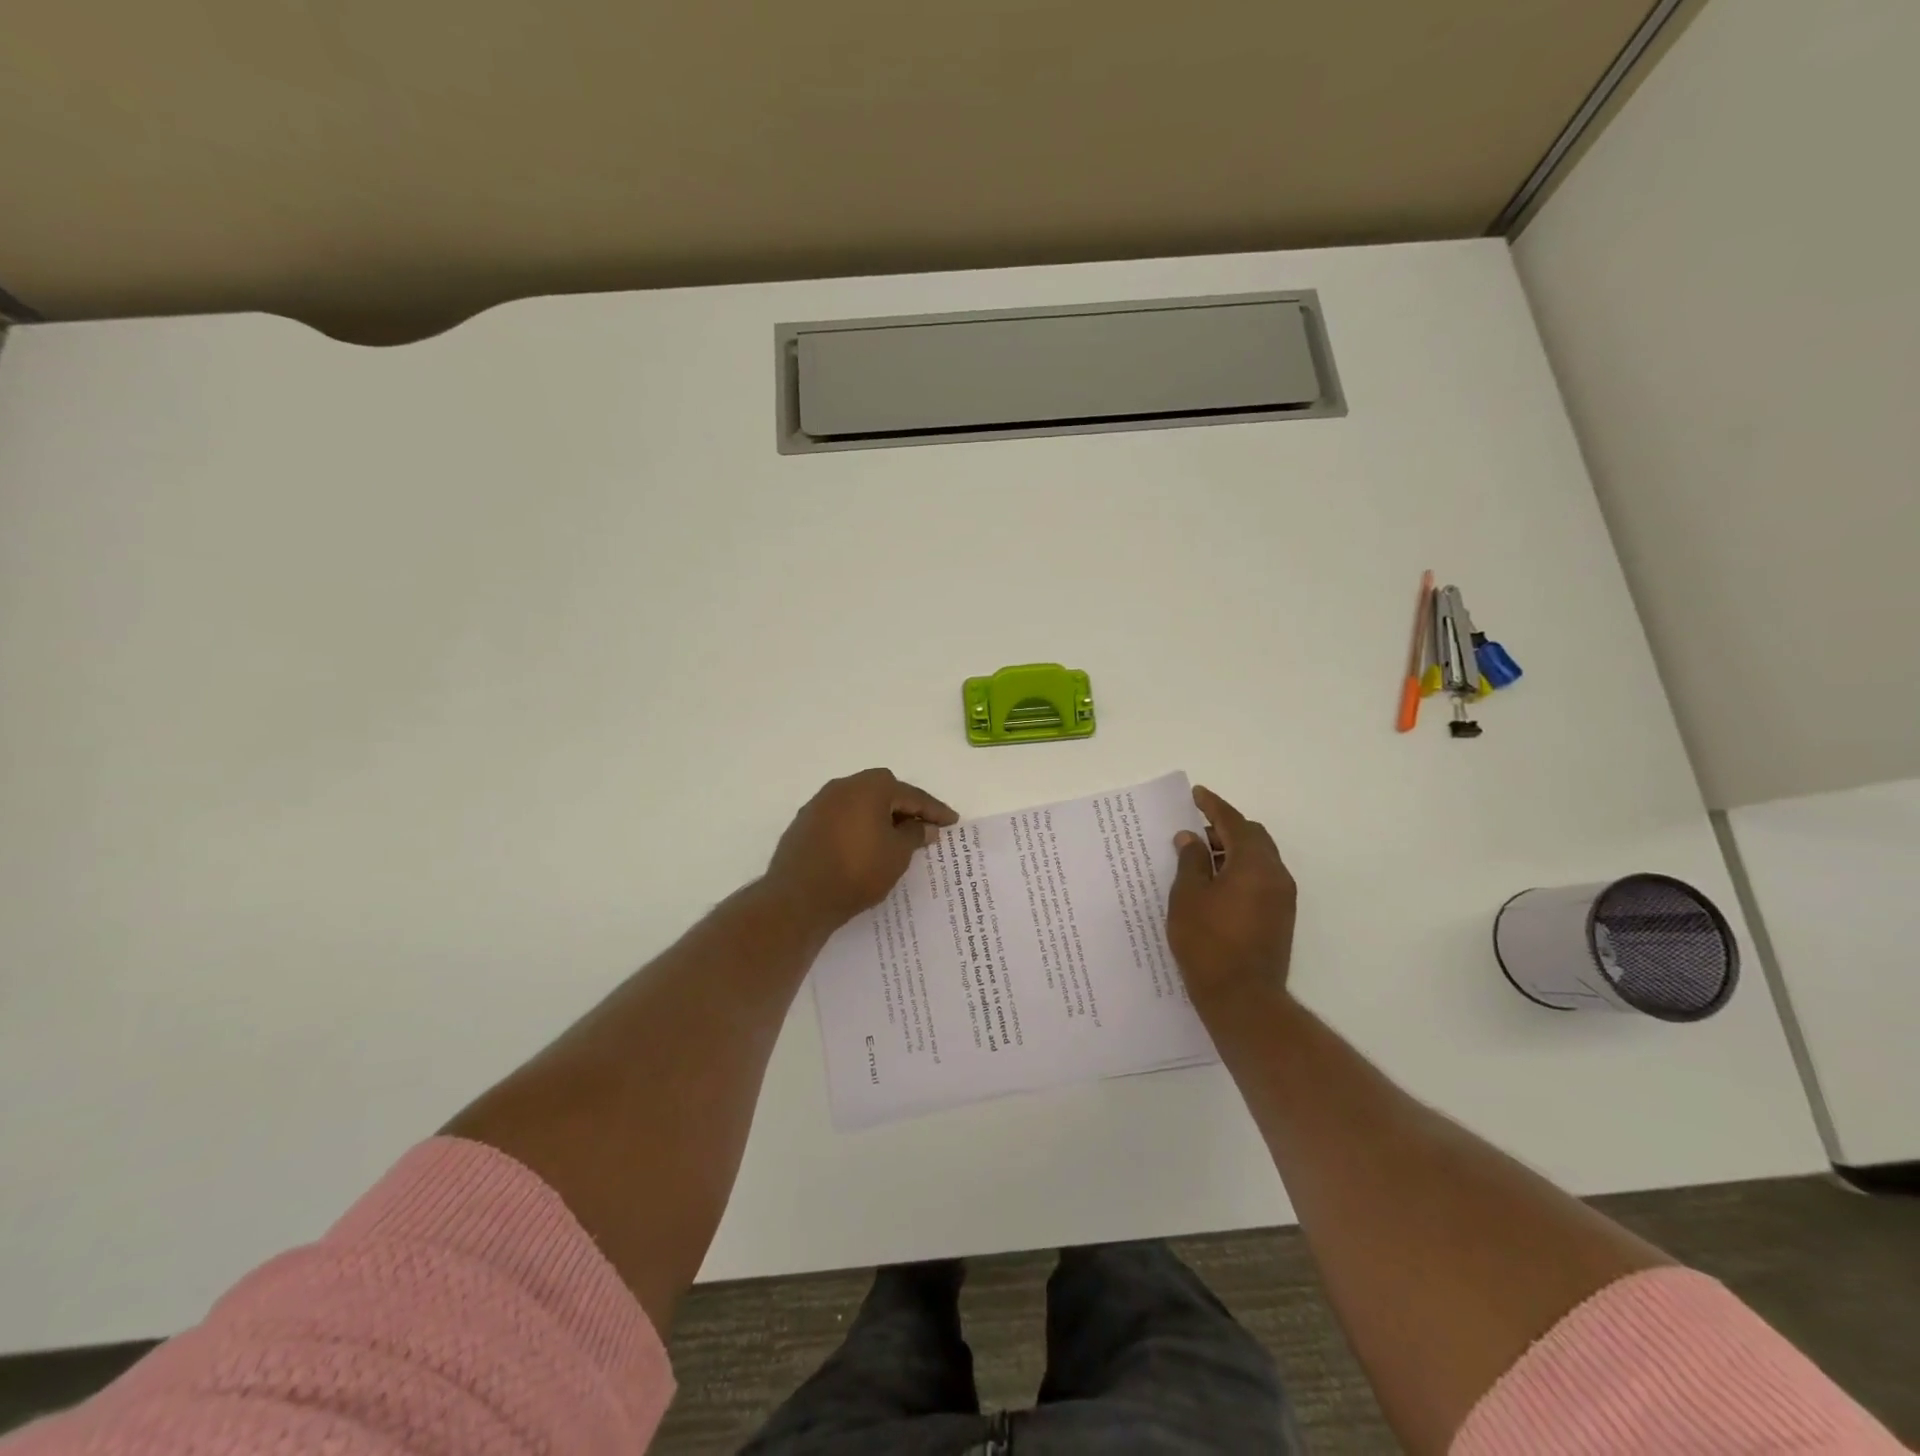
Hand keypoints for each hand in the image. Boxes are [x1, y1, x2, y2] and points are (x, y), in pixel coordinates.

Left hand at [765, 768, 958, 931]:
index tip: (952, 821)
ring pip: (859, 804)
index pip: (911, 795)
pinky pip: (841, 818)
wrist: (799, 897)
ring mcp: (819, 804)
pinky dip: (857, 827)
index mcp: (870, 787)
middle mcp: (843, 787)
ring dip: (879, 817)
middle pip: (883, 791)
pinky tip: (864, 847)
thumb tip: (924, 826)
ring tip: (895, 838)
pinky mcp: (804, 823)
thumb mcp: (897, 855)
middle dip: (905, 807)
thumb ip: (914, 835)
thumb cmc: (857, 871)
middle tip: (922, 827)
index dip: (934, 810)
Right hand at [1167, 785, 1297, 1009]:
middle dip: (1224, 828)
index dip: (1213, 806)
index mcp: (1254, 864)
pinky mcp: (1280, 918)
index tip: (1196, 794)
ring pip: (1258, 859)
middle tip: (1194, 831)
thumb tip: (1191, 839)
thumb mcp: (1188, 897)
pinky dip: (1240, 870)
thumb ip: (1191, 861)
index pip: (1234, 823)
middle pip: (1253, 837)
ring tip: (1200, 859)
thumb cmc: (1208, 943)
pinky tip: (1215, 884)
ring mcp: (1282, 898)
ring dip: (1232, 851)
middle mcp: (1276, 875)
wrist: (1243, 999)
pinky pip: (1260, 879)